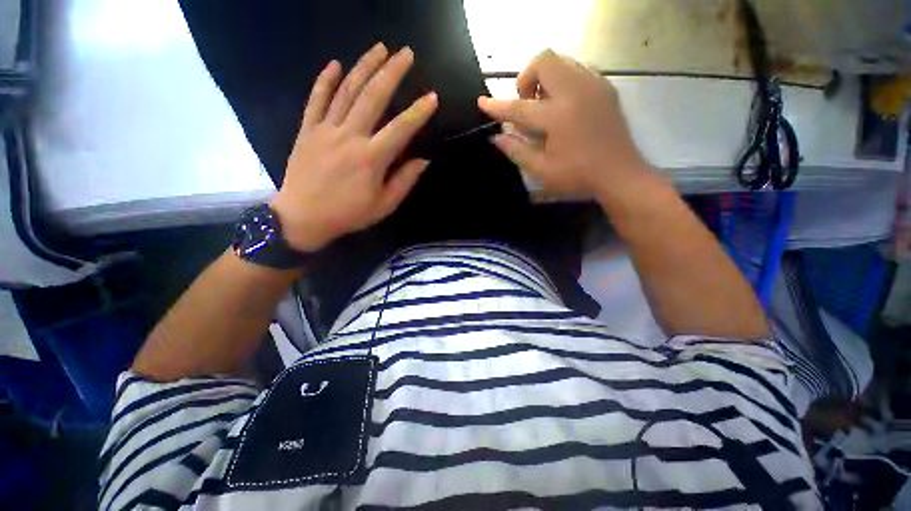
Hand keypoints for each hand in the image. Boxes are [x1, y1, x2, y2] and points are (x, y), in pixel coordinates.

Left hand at [270, 43, 437, 251]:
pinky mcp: (307, 130)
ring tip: (379, 48)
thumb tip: (423, 161)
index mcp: (371, 159)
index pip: (401, 128)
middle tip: (406, 53)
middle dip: (392, 72)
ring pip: (346, 91)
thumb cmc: (348, 215)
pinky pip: (316, 100)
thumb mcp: (383, 205)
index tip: (432, 97)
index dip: (419, 112)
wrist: (302, 218)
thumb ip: (404, 181)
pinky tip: (335, 64)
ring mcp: (326, 130)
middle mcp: (350, 137)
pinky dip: (325, 80)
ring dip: (364, 67)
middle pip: (373, 97)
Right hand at [478, 50, 653, 201]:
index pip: (519, 106)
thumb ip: (516, 150)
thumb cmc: (577, 176)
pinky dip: (562, 81)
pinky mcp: (605, 87)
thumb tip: (496, 137)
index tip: (482, 102)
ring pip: (562, 61)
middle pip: (544, 61)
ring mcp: (594, 85)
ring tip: (543, 105)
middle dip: (526, 78)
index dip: (497, 105)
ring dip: (544, 78)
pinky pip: (577, 69)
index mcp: (558, 116)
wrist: (619, 173)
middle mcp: (576, 91)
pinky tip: (562, 105)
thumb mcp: (541, 170)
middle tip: (526, 104)